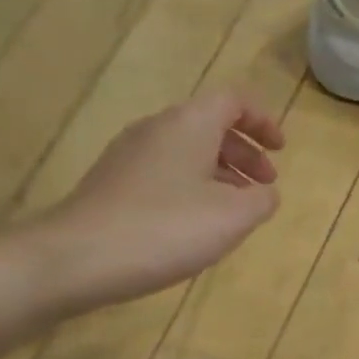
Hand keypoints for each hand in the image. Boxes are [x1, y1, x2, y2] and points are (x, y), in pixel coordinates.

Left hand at [7, 89, 284, 318]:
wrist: (77, 258)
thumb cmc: (166, 228)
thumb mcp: (233, 217)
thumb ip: (261, 200)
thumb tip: (264, 193)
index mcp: (189, 124)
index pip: (234, 100)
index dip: (263, 120)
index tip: (281, 150)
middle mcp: (157, 129)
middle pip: (210, 125)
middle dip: (245, 152)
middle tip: (266, 186)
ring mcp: (129, 155)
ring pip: (187, 151)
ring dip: (221, 173)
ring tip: (237, 210)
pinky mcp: (113, 183)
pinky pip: (166, 172)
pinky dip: (194, 187)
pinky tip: (198, 224)